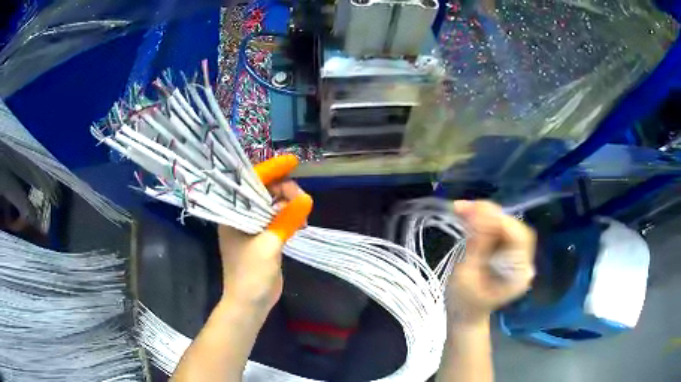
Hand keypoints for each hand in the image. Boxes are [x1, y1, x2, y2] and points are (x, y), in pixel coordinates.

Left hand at [218, 155, 312, 311]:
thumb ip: (286, 220)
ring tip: (302, 213)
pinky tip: (300, 222)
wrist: (250, 303)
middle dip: (283, 189)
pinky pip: (277, 218)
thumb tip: (307, 199)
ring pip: (272, 204)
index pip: (250, 183)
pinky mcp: (263, 238)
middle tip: (301, 199)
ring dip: (288, 204)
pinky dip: (289, 216)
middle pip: (263, 191)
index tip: (292, 162)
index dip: (271, 170)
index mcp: (232, 214)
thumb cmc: (250, 274)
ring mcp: (252, 227)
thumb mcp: (268, 245)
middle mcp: (240, 217)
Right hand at [446, 200, 535, 324]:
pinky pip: (498, 231)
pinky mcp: (507, 253)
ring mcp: (516, 256)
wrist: (465, 317)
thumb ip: (477, 245)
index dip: (499, 221)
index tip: (474, 211)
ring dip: (485, 215)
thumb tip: (480, 214)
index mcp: (519, 273)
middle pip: (514, 228)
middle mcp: (523, 262)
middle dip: (490, 214)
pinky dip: (483, 222)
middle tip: (465, 207)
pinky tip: (469, 216)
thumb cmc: (464, 303)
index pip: (518, 237)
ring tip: (462, 209)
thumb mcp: (466, 276)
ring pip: (506, 226)